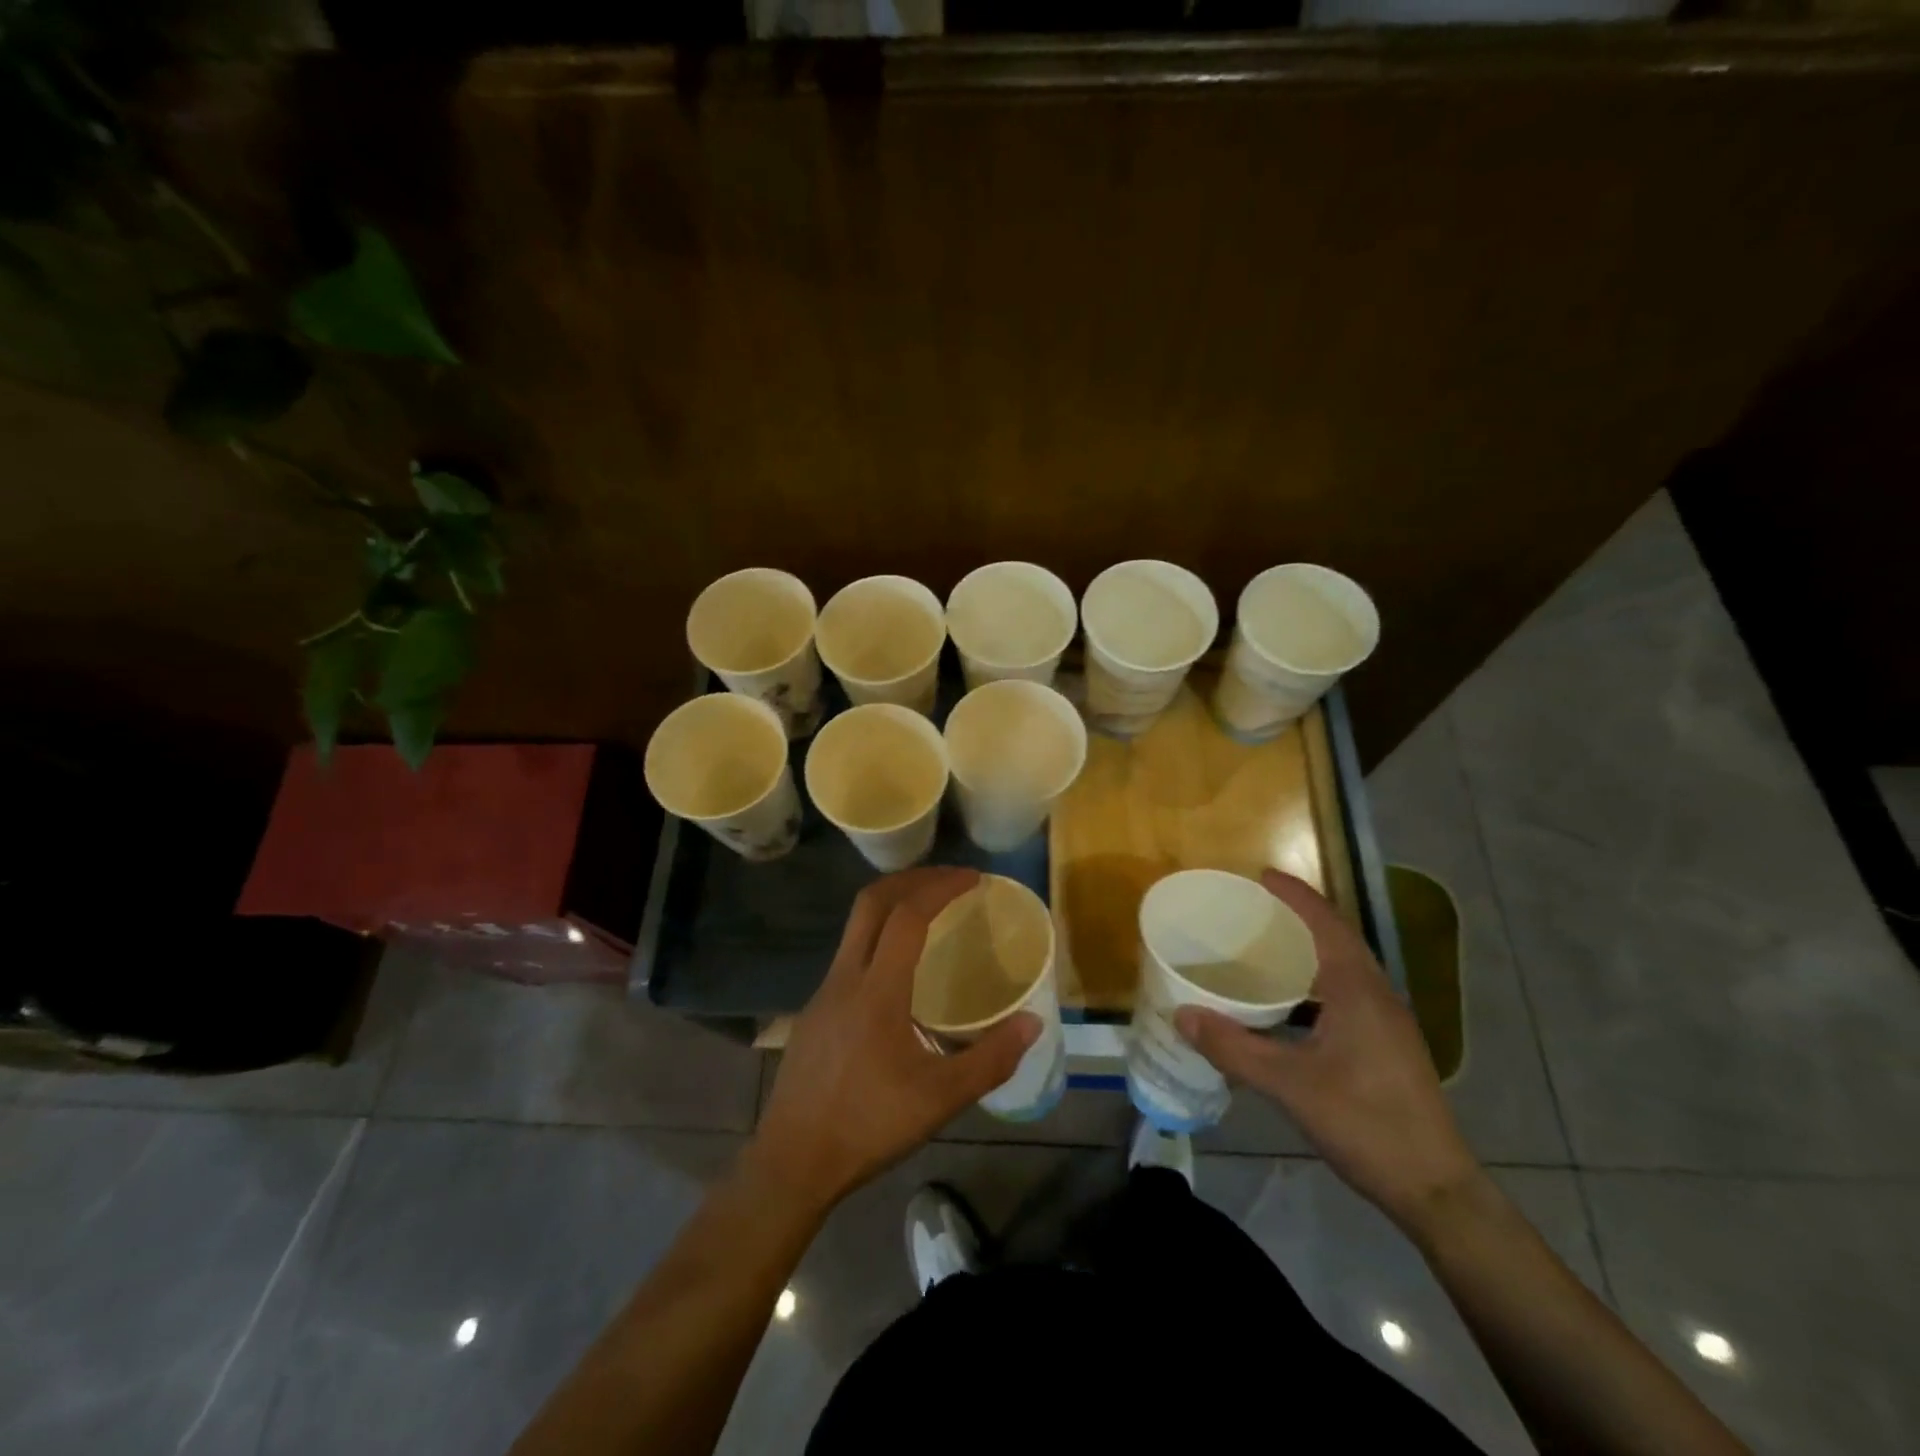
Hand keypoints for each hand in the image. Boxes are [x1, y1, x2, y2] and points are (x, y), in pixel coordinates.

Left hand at [748, 867, 1039, 1214]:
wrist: (792, 1161)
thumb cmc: (868, 1126)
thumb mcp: (940, 1099)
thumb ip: (990, 1059)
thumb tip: (1033, 1022)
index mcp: (876, 990)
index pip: (907, 916)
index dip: (940, 887)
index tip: (972, 878)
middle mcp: (845, 978)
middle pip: (871, 902)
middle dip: (912, 880)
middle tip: (949, 880)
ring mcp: (824, 993)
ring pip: (855, 927)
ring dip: (891, 906)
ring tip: (929, 915)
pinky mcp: (815, 1012)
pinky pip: (849, 955)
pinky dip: (878, 938)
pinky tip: (898, 973)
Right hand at [1175, 869, 1484, 1234]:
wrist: (1435, 1189)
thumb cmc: (1366, 1124)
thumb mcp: (1290, 1085)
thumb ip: (1233, 1048)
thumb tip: (1182, 1015)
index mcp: (1358, 990)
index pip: (1326, 923)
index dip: (1295, 895)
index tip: (1262, 875)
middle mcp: (1378, 996)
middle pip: (1339, 938)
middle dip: (1300, 915)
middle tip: (1256, 907)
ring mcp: (1388, 1022)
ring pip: (1346, 967)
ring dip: (1311, 948)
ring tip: (1268, 946)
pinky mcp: (1388, 1045)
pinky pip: (1348, 992)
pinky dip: (1317, 980)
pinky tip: (1292, 1004)